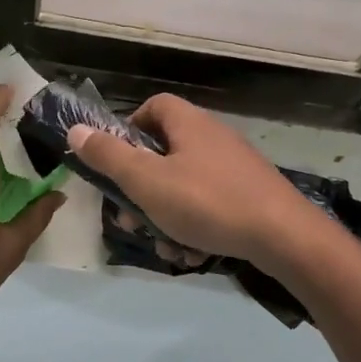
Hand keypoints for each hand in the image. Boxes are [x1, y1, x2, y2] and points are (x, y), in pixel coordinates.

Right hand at [67, 95, 323, 266]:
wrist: (285, 237)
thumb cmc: (208, 202)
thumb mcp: (147, 182)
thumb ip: (109, 157)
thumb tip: (75, 130)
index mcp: (189, 124)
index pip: (152, 107)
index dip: (127, 128)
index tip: (114, 161)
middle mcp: (212, 138)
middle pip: (163, 155)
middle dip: (141, 191)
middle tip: (131, 220)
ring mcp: (234, 169)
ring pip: (183, 188)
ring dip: (166, 219)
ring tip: (165, 247)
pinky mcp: (249, 196)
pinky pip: (208, 207)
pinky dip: (194, 228)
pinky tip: (192, 255)